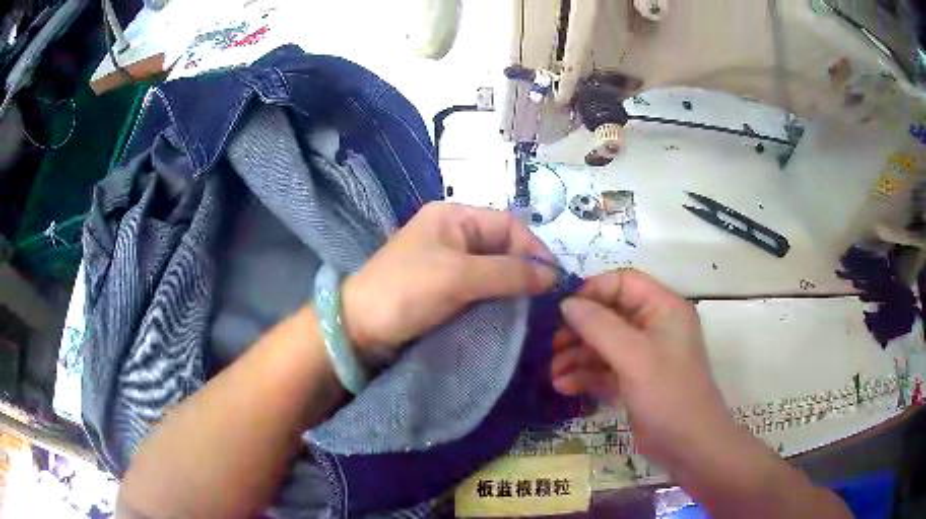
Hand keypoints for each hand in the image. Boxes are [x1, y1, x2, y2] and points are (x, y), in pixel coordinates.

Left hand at [342, 202, 555, 361]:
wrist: (359, 326)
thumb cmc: (408, 290)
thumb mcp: (460, 277)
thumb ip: (509, 273)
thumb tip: (553, 275)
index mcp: (453, 216)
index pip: (508, 224)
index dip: (533, 248)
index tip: (552, 278)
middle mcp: (452, 233)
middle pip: (502, 245)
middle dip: (524, 268)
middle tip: (543, 296)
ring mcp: (447, 261)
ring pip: (493, 268)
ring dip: (511, 285)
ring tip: (531, 306)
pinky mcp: (443, 287)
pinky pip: (479, 286)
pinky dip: (495, 297)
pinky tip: (508, 312)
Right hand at [551, 269, 737, 469]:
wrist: (688, 446)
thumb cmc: (668, 394)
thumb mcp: (634, 357)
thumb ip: (599, 326)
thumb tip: (566, 303)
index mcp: (663, 308)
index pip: (624, 283)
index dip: (593, 291)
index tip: (562, 311)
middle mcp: (654, 326)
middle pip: (609, 314)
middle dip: (579, 330)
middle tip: (551, 345)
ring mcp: (644, 355)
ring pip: (604, 343)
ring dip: (577, 355)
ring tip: (552, 372)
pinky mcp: (634, 380)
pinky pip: (605, 368)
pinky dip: (585, 375)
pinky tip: (564, 386)